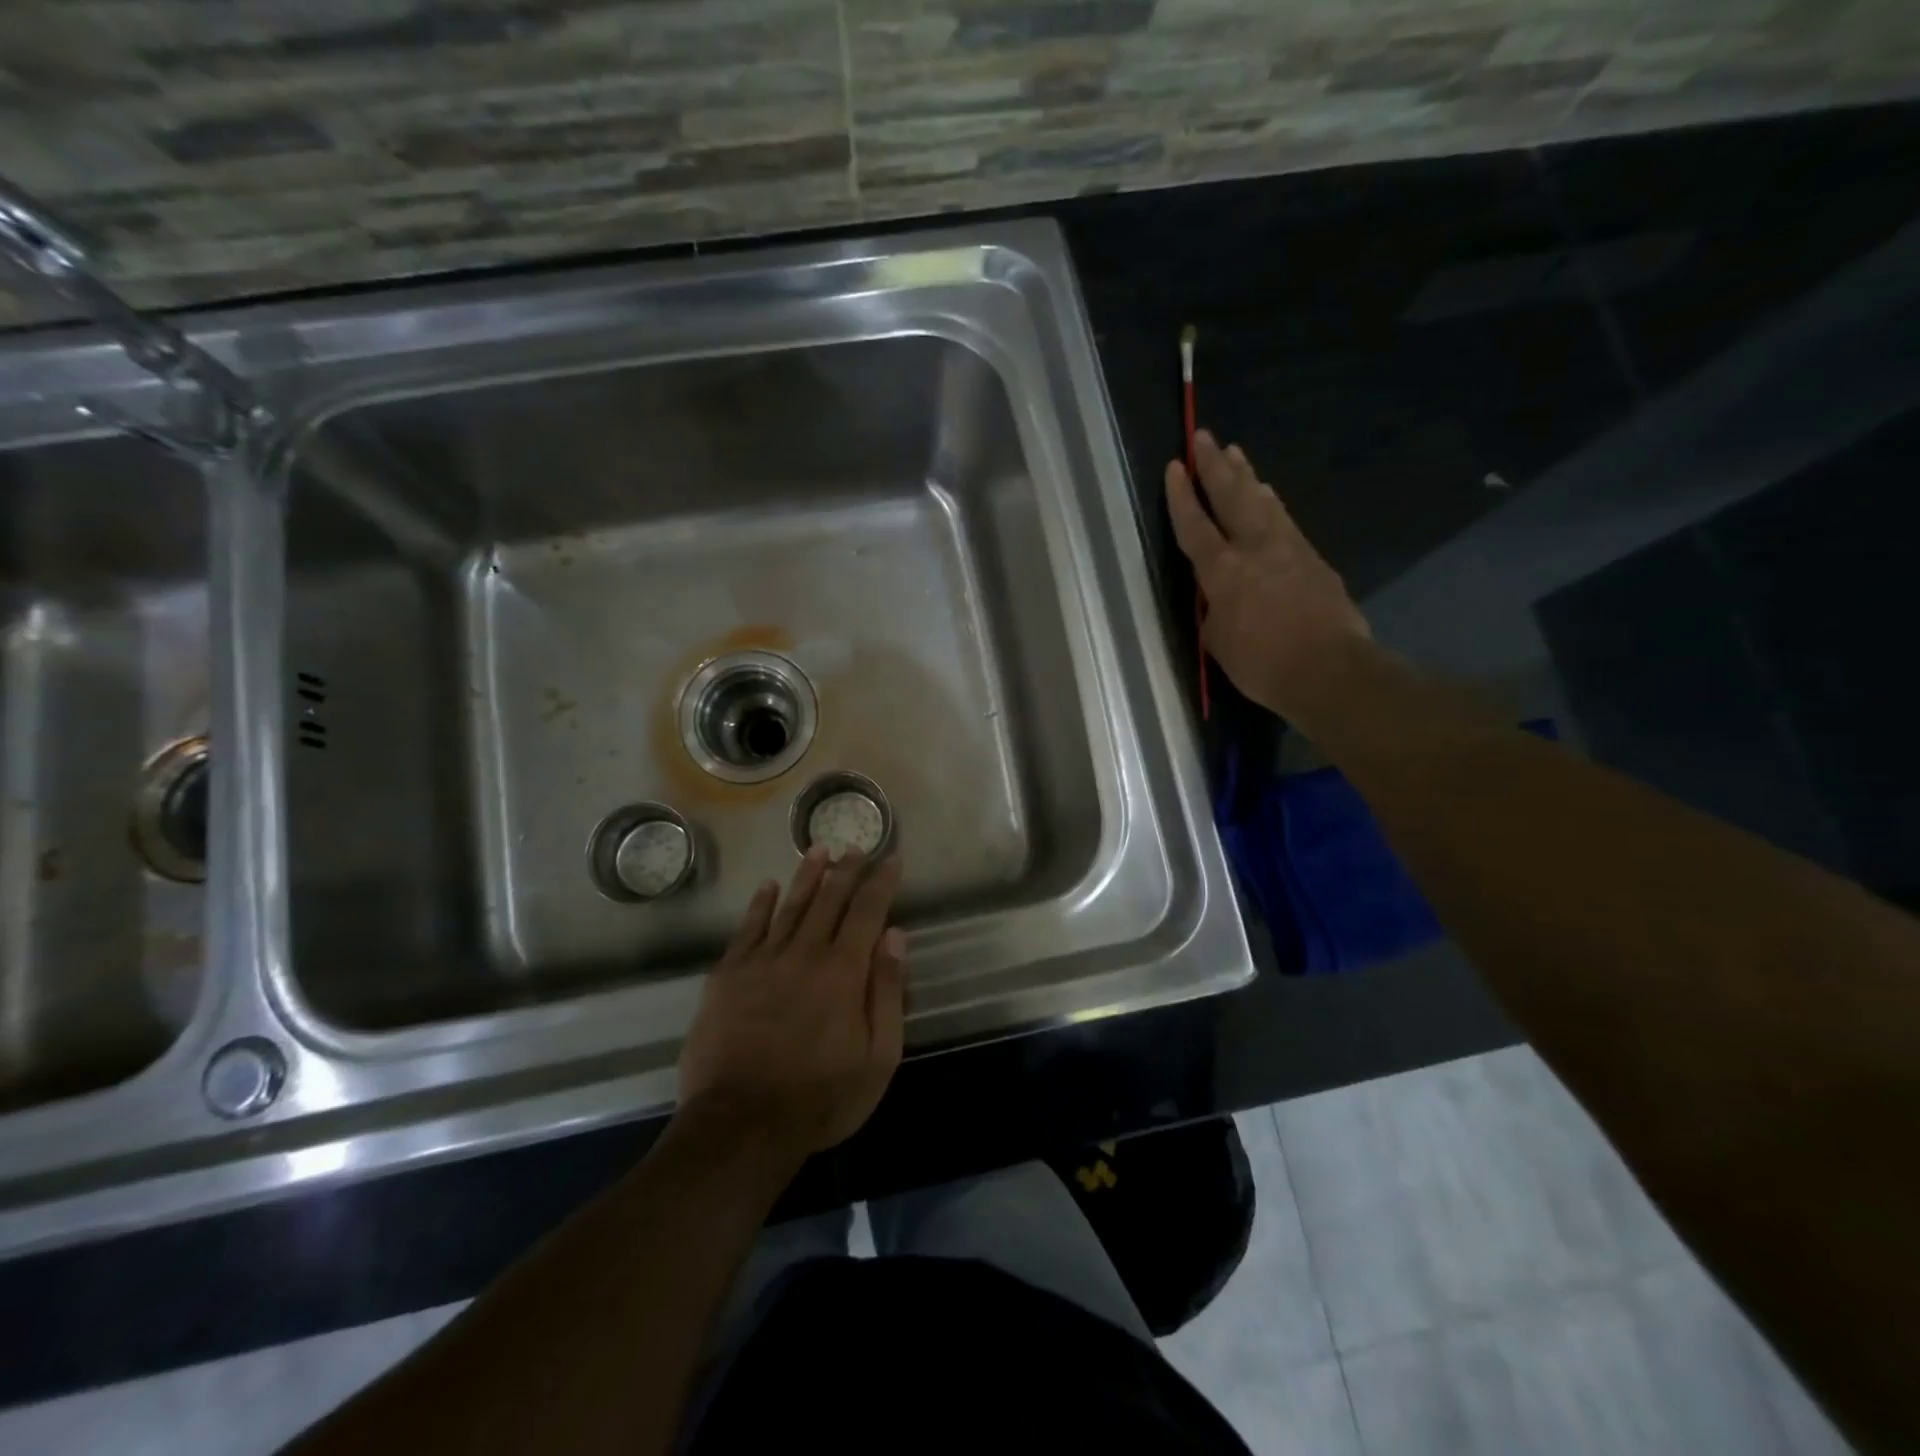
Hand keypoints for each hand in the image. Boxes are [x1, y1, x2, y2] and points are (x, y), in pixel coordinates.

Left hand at [678, 848, 906, 1159]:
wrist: (741, 1124)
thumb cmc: (821, 1097)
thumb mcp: (878, 1056)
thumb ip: (887, 992)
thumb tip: (895, 935)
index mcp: (844, 970)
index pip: (867, 911)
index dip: (881, 882)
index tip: (891, 858)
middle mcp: (804, 953)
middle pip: (829, 899)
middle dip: (846, 869)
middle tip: (856, 846)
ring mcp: (762, 961)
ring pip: (790, 905)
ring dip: (807, 874)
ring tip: (818, 848)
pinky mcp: (728, 976)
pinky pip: (748, 928)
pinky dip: (760, 904)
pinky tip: (768, 886)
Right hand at [1166, 431, 1369, 721]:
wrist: (1329, 670)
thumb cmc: (1262, 664)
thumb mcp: (1218, 642)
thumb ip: (1213, 611)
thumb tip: (1218, 598)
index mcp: (1222, 571)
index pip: (1195, 526)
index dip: (1181, 496)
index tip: (1175, 467)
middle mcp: (1254, 548)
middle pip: (1232, 497)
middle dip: (1215, 466)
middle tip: (1204, 436)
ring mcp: (1289, 549)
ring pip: (1263, 502)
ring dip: (1247, 477)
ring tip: (1237, 455)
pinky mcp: (1314, 559)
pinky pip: (1285, 520)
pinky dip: (1272, 504)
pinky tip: (1269, 497)